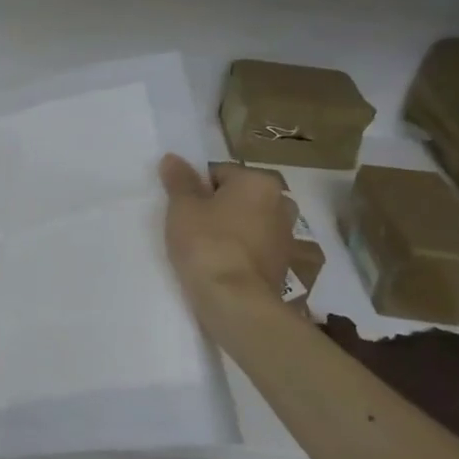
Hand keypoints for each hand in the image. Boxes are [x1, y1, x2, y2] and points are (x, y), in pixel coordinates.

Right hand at [158, 154, 295, 316]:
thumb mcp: (183, 207)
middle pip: (237, 197)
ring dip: (229, 230)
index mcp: (259, 181)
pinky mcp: (283, 264)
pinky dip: (238, 252)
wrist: (235, 301)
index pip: (219, 173)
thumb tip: (172, 158)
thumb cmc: (207, 243)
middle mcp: (281, 203)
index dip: (195, 189)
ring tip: (203, 249)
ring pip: (247, 223)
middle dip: (216, 207)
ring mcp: (286, 236)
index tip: (182, 209)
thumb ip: (179, 180)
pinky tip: (218, 265)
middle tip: (190, 226)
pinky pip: (253, 247)